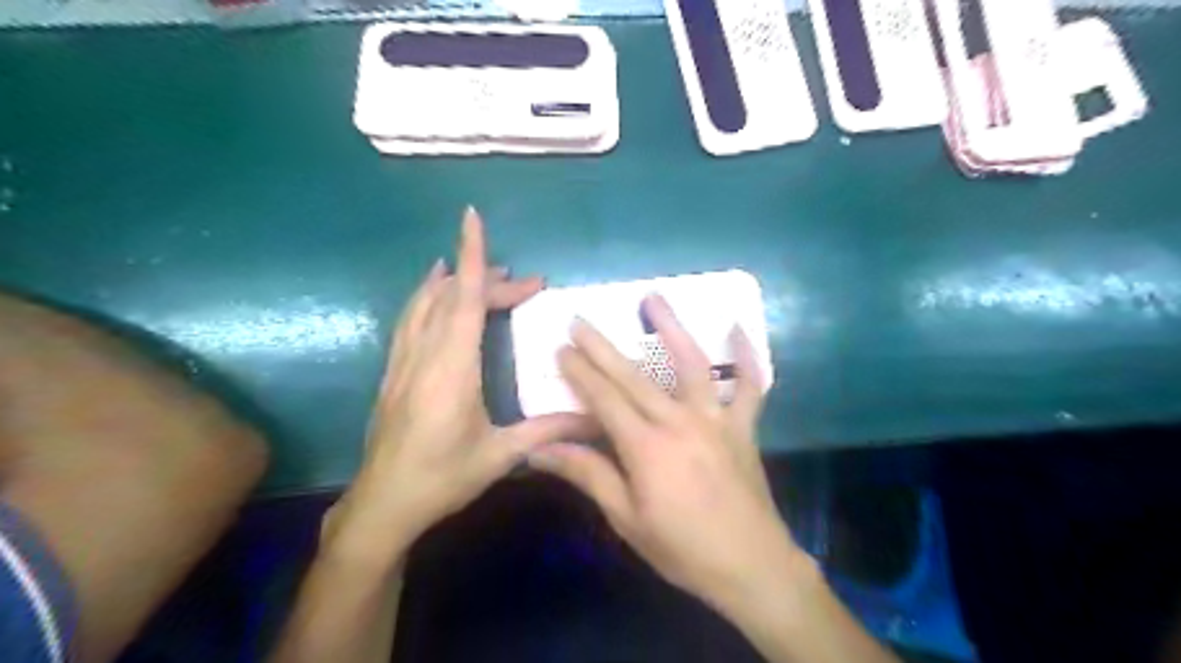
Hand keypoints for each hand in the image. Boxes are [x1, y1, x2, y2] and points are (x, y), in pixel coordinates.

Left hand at [322, 209, 596, 560]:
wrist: (383, 504)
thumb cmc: (443, 477)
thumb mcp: (500, 455)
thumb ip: (547, 430)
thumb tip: (594, 420)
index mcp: (452, 368)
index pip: (464, 299)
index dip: (472, 256)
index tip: (472, 218)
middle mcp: (425, 354)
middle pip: (454, 298)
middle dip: (490, 280)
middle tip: (529, 284)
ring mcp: (404, 361)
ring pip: (425, 303)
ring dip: (453, 281)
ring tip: (478, 269)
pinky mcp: (394, 372)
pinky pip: (411, 320)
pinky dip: (426, 297)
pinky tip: (434, 293)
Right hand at [527, 296, 813, 614]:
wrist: (752, 567)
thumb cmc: (682, 549)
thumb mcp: (626, 519)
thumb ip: (587, 475)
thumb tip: (539, 450)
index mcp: (646, 447)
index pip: (604, 399)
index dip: (580, 372)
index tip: (561, 348)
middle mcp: (680, 421)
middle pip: (634, 376)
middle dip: (602, 347)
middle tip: (580, 320)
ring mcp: (717, 419)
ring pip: (692, 364)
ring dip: (671, 329)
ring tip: (653, 298)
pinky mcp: (743, 426)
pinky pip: (750, 385)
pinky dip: (746, 357)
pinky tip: (738, 329)